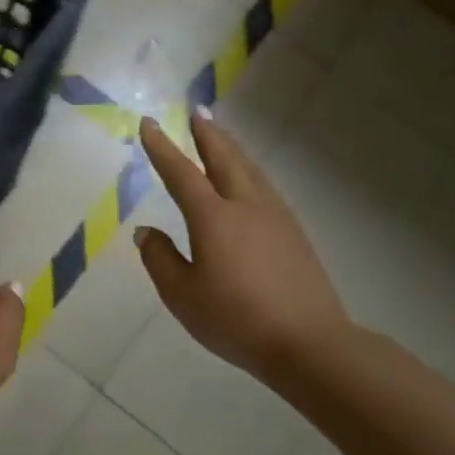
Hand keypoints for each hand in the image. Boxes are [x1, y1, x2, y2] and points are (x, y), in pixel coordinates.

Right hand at [135, 112, 353, 381]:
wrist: (308, 342)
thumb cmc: (236, 319)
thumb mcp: (182, 295)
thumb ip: (160, 259)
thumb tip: (146, 232)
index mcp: (213, 217)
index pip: (180, 173)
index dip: (162, 147)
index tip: (149, 123)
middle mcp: (245, 206)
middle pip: (224, 158)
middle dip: (207, 134)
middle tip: (197, 112)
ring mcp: (275, 217)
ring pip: (250, 169)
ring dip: (231, 148)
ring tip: (220, 135)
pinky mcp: (294, 233)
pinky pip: (265, 186)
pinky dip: (249, 170)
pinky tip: (249, 180)